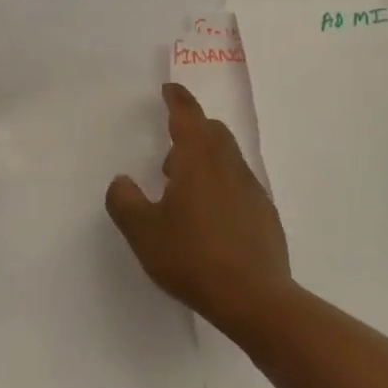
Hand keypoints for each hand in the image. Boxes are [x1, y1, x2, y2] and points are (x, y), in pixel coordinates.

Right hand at [106, 83, 293, 334]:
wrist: (255, 298)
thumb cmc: (192, 256)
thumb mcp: (143, 232)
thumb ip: (124, 201)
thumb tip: (122, 182)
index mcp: (199, 158)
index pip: (188, 115)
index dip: (177, 99)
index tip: (170, 89)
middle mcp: (229, 165)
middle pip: (213, 133)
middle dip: (191, 133)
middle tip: (169, 157)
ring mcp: (252, 190)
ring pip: (227, 159)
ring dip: (205, 163)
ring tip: (183, 195)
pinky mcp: (265, 215)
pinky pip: (239, 187)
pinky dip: (221, 188)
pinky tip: (209, 222)